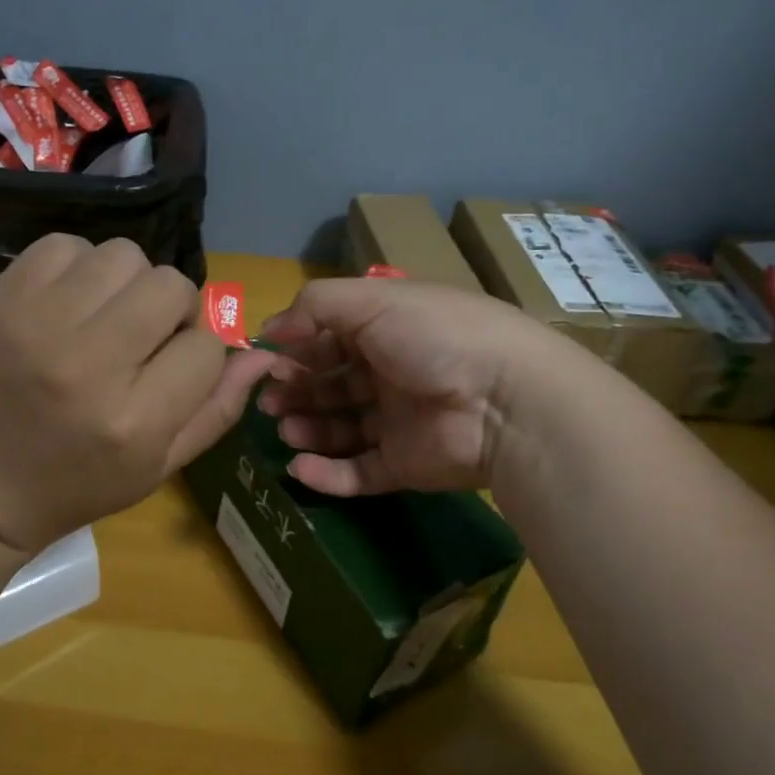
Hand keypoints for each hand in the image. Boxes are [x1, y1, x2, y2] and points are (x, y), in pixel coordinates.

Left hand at [0, 236, 276, 553]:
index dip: (202, 350)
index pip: (206, 344)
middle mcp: (89, 365)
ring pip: (124, 256)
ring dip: (129, 282)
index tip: (176, 367)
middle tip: (146, 335)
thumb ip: (219, 408)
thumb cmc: (79, 485)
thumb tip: (262, 351)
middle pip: (170, 287)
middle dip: (173, 308)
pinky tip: (70, 301)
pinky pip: (66, 245)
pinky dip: (79, 266)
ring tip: (107, 316)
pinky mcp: (2, 299)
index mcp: (135, 421)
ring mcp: (39, 324)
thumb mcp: (161, 466)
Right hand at [256, 279, 583, 496]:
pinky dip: (327, 473)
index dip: (300, 347)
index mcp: (390, 328)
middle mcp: (393, 372)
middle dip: (298, 389)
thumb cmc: (434, 337)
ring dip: (308, 427)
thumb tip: (270, 328)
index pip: (333, 337)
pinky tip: (298, 467)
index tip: (270, 361)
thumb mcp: (371, 301)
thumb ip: (315, 306)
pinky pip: (359, 472)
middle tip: (269, 401)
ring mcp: (400, 421)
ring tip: (284, 428)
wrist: (505, 401)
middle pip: (333, 383)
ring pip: (341, 428)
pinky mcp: (406, 465)